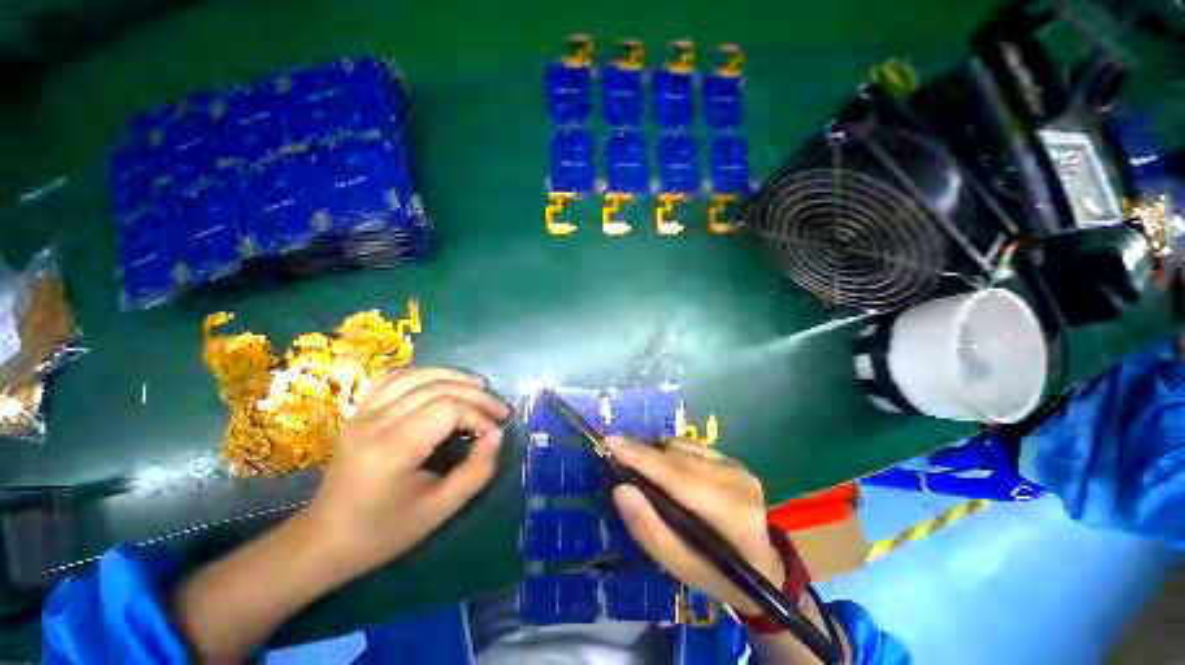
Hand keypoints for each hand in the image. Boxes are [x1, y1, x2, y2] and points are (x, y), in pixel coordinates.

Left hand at [306, 367, 510, 574]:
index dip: (478, 414)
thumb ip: (476, 471)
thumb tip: (496, 434)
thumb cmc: (385, 531)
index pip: (448, 408)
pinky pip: (398, 378)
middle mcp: (376, 421)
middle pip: (438, 386)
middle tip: (500, 409)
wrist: (325, 540)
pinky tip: (444, 382)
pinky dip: (428, 375)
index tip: (493, 432)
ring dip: (456, 377)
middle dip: (476, 394)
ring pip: (419, 375)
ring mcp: (364, 412)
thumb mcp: (440, 510)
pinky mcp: (361, 411)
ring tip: (480, 387)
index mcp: (393, 448)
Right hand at [606, 436, 784, 615]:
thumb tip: (621, 490)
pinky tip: (669, 470)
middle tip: (618, 457)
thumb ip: (648, 529)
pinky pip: (693, 447)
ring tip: (647, 472)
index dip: (641, 457)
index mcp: (730, 515)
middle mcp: (737, 482)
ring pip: (683, 448)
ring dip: (658, 455)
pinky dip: (673, 454)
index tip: (610, 441)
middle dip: (643, 454)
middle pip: (678, 457)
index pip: (677, 476)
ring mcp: (739, 468)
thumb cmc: (720, 575)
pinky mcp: (736, 461)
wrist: (767, 566)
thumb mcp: (680, 567)